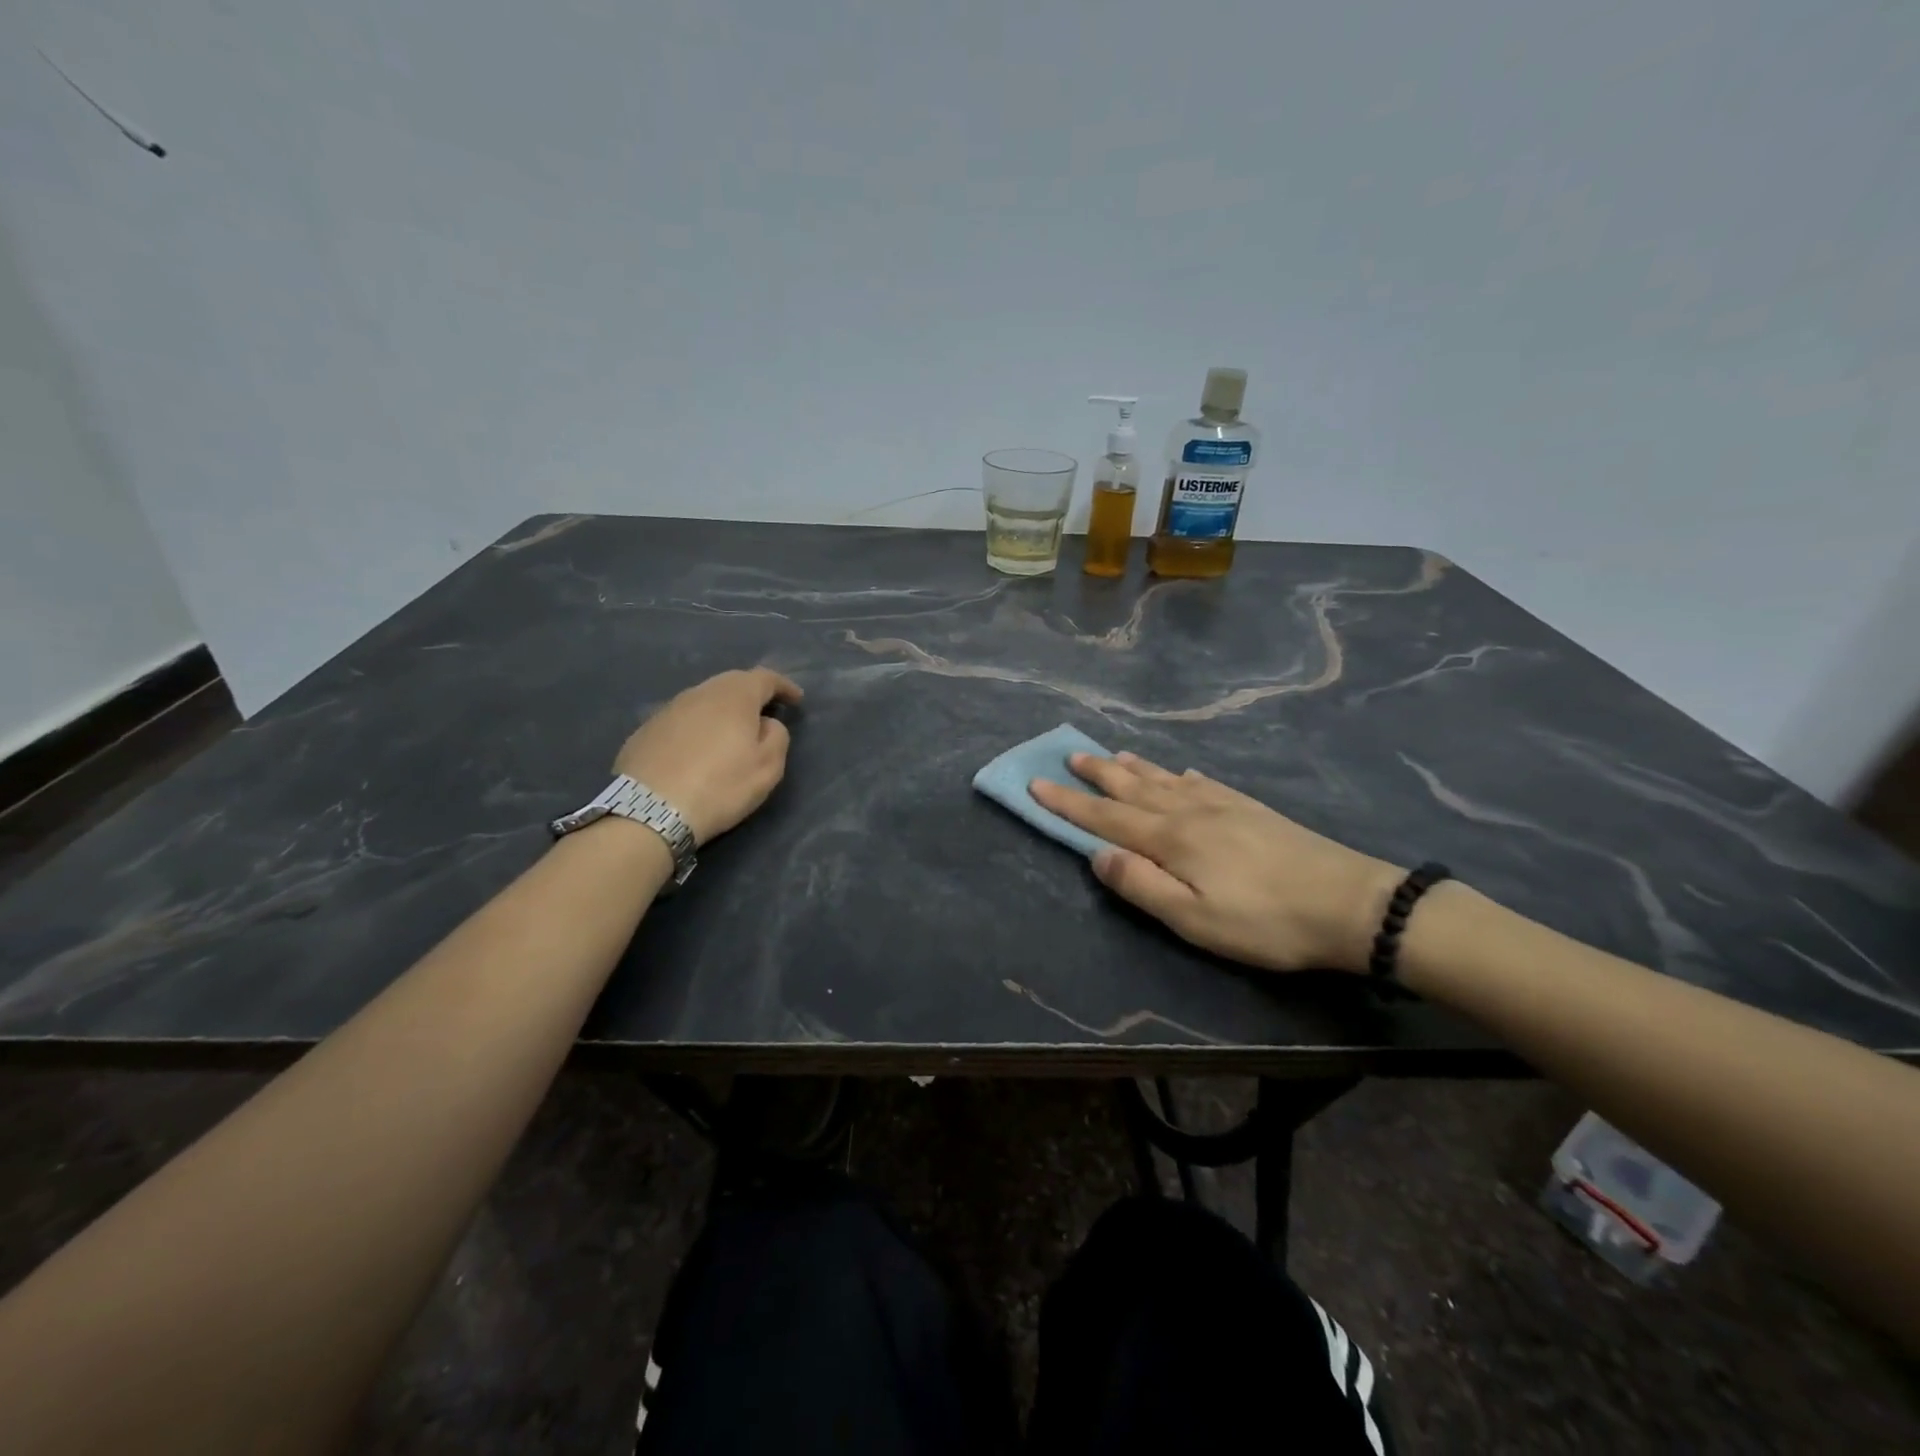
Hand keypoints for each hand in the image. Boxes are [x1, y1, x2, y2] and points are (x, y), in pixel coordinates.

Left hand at [613, 668, 802, 844]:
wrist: (649, 811)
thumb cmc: (720, 786)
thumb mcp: (767, 767)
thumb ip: (776, 736)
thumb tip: (765, 723)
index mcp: (734, 696)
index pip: (765, 678)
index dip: (784, 686)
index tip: (796, 700)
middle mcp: (700, 693)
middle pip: (732, 683)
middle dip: (752, 694)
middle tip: (765, 713)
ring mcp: (668, 710)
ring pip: (704, 700)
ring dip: (722, 711)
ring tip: (731, 732)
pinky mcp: (645, 731)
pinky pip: (682, 720)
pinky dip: (697, 727)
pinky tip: (698, 750)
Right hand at [1030, 752, 1401, 972]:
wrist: (1352, 903)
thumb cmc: (1265, 922)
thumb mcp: (1194, 919)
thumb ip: (1141, 885)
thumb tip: (1096, 854)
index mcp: (1170, 839)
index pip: (1105, 817)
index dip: (1068, 803)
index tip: (1036, 784)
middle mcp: (1189, 811)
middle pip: (1133, 788)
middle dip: (1097, 775)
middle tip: (1069, 755)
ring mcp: (1223, 805)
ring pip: (1165, 779)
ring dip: (1134, 768)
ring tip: (1112, 755)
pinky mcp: (1251, 809)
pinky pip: (1203, 782)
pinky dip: (1181, 775)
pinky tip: (1182, 772)